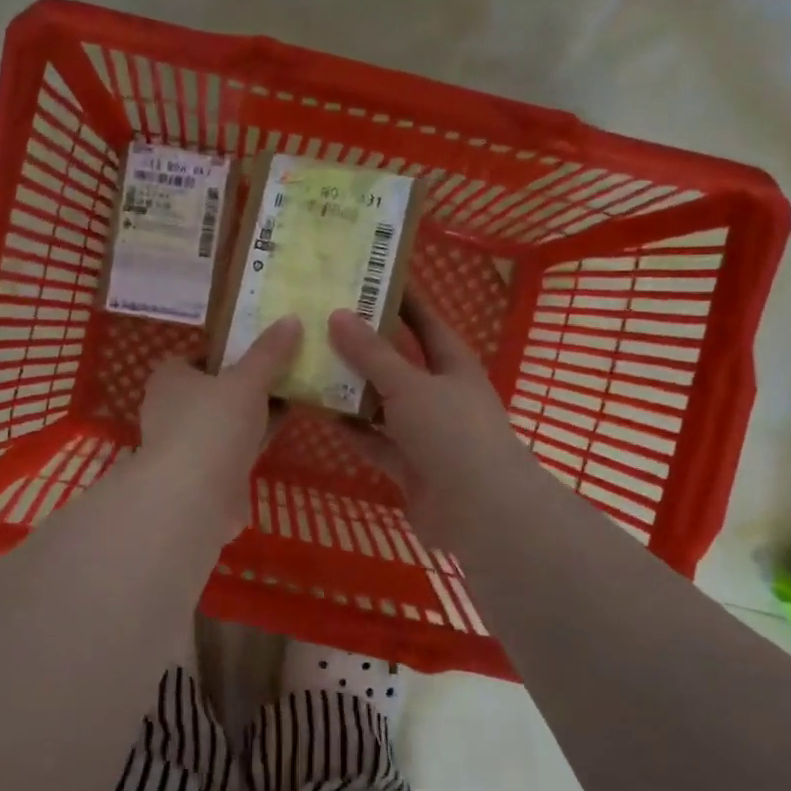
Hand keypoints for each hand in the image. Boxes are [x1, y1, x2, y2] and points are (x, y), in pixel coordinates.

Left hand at [137, 316, 300, 536]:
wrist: (194, 499)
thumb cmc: (212, 426)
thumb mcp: (247, 381)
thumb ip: (269, 352)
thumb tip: (291, 319)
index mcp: (169, 378)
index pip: (198, 356)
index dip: (229, 350)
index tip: (262, 348)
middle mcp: (171, 408)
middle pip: (215, 387)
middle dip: (247, 381)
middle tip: (287, 368)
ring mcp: (187, 444)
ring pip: (226, 419)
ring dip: (254, 411)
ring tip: (294, 393)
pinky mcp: (204, 473)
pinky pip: (235, 446)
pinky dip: (255, 437)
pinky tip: (284, 428)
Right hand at [328, 295, 544, 552]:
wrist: (480, 512)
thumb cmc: (452, 433)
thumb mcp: (409, 385)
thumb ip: (372, 354)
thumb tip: (337, 313)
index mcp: (452, 364)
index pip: (424, 321)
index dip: (400, 299)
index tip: (365, 278)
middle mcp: (439, 394)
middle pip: (397, 362)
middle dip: (364, 345)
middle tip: (321, 321)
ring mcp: (424, 431)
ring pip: (381, 402)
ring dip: (352, 388)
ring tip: (310, 363)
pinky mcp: (408, 464)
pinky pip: (374, 439)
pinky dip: (352, 428)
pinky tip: (319, 411)